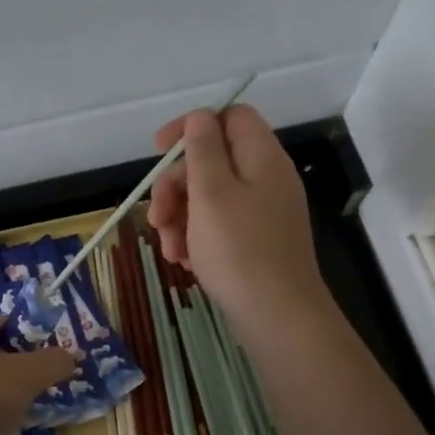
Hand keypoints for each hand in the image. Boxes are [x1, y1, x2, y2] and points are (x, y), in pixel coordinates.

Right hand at [146, 106, 327, 333]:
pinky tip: (186, 262)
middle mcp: (266, 178)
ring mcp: (264, 211)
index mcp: (261, 158)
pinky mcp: (257, 240)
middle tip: (157, 218)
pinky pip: (220, 225)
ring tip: (170, 250)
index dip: (191, 127)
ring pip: (210, 197)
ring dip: (181, 218)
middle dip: (176, 186)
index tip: (158, 150)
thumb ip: (202, 149)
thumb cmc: (239, 250)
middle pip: (212, 161)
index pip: (229, 117)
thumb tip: (200, 118)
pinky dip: (198, 238)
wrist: (278, 316)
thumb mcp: (211, 193)